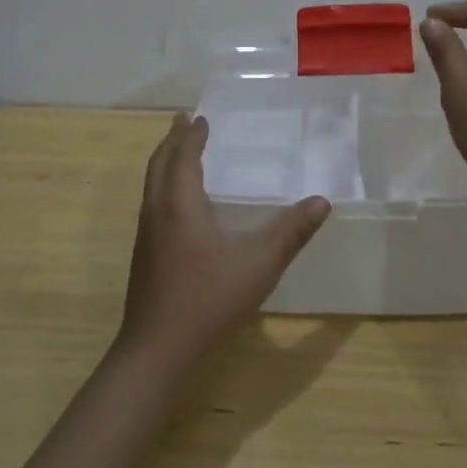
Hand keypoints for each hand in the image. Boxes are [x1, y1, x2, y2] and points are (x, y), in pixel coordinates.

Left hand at [117, 114, 330, 369]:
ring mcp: (147, 234)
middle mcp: (157, 211)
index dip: (192, 135)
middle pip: (159, 164)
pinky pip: (152, 202)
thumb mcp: (259, 264)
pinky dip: (164, 185)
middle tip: (184, 122)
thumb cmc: (208, 299)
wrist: (156, 350)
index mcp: (180, 204)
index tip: (200, 117)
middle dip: (172, 140)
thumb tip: (322, 202)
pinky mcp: (144, 255)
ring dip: (165, 162)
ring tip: (180, 153)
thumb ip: (291, 232)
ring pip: (151, 184)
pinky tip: (179, 204)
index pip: (183, 156)